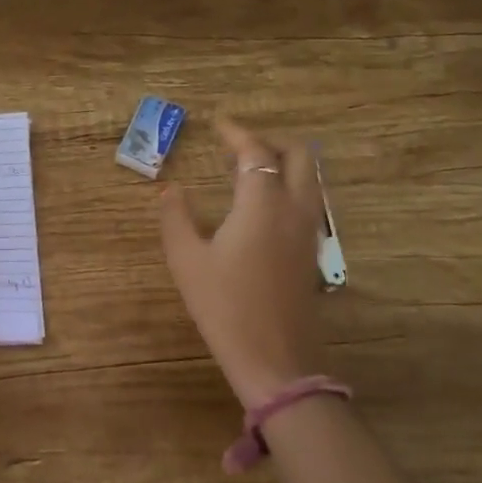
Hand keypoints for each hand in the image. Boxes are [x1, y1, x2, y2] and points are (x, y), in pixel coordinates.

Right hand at [160, 119, 324, 408]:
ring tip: (247, 171)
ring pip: (309, 178)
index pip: (255, 151)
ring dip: (283, 163)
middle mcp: (294, 209)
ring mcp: (309, 232)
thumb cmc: (224, 306)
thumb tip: (169, 189)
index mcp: (263, 204)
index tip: (217, 124)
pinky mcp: (312, 253)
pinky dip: (288, 187)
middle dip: (270, 141)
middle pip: (299, 155)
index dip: (237, 133)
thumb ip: (175, 218)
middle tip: (238, 145)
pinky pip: (307, 202)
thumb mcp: (186, 260)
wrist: (274, 359)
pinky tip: (261, 206)